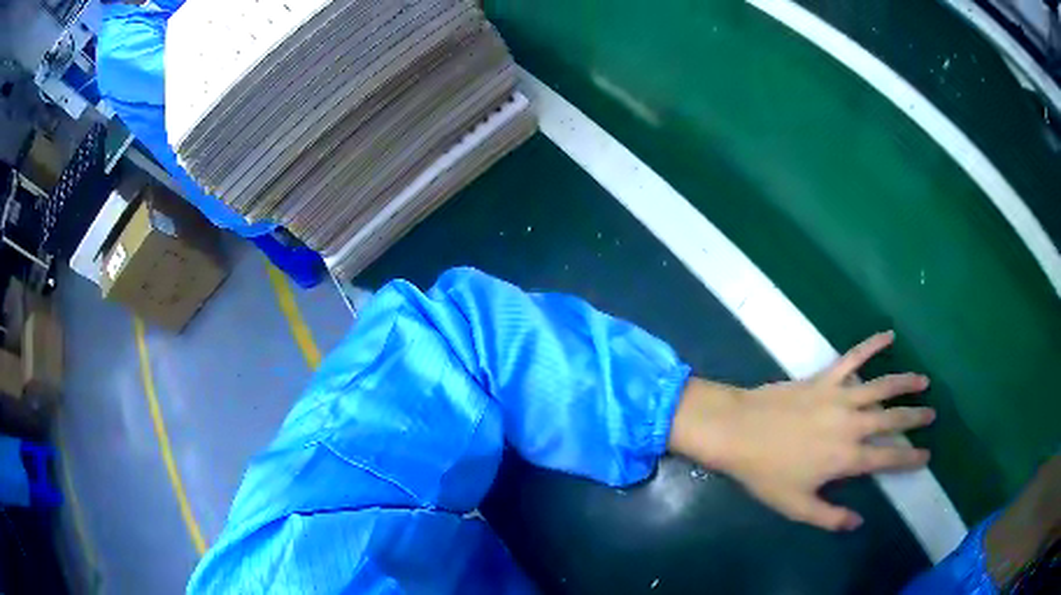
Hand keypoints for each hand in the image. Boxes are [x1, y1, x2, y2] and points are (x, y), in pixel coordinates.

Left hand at [668, 331, 934, 531]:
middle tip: (932, 414)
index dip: (909, 458)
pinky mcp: (825, 377)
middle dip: (915, 418)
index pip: (887, 459)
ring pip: (882, 386)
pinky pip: (854, 357)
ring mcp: (839, 396)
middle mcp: (851, 424)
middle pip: (892, 419)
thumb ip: (829, 516)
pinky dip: (872, 344)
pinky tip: (888, 334)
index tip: (927, 455)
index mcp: (846, 457)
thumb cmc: (765, 473)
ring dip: (905, 382)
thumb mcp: (796, 506)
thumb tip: (858, 523)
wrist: (737, 431)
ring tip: (924, 380)